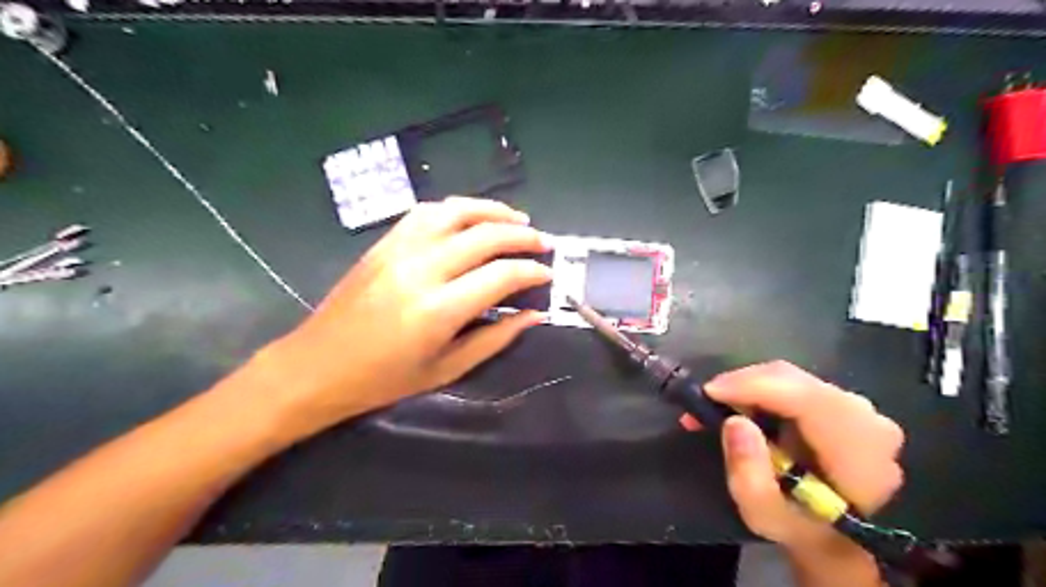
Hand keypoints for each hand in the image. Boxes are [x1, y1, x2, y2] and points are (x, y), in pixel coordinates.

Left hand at [259, 197, 555, 434]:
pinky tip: (471, 218)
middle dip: (523, 236)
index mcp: (438, 309)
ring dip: (492, 211)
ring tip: (517, 219)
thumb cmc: (383, 380)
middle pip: (484, 236)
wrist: (316, 366)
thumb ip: (495, 339)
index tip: (548, 274)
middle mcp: (421, 269)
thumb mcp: (446, 370)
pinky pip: (425, 213)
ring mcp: (399, 250)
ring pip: (455, 212)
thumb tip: (533, 316)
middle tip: (544, 243)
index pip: (500, 276)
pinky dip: (456, 209)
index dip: (531, 272)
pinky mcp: (383, 243)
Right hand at [684, 360, 903, 556]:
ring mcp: (855, 406)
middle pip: (792, 380)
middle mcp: (865, 417)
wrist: (835, 534)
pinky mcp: (838, 402)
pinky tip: (740, 408)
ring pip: (789, 377)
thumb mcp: (764, 515)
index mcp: (858, 448)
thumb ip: (749, 473)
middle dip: (742, 385)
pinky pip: (791, 383)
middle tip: (704, 403)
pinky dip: (760, 390)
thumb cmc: (800, 527)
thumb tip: (735, 422)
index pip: (804, 397)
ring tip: (717, 407)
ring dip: (747, 387)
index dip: (752, 386)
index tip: (708, 393)